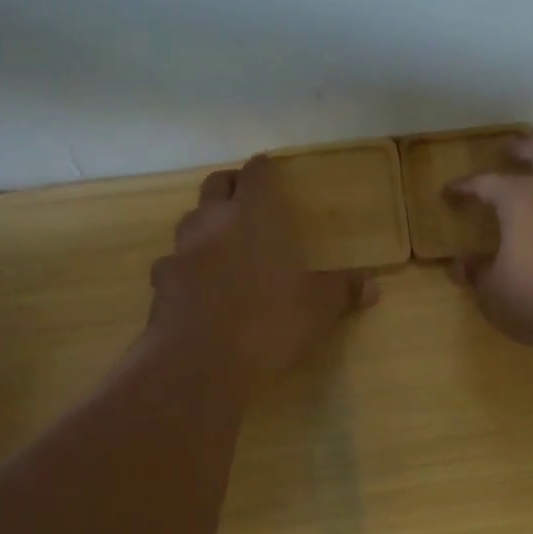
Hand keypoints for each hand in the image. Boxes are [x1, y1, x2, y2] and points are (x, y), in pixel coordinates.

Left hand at [149, 155, 373, 383]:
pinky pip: (174, 264)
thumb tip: (373, 286)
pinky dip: (187, 268)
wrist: (200, 364)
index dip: (263, 169)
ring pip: (190, 222)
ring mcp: (180, 253)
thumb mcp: (318, 309)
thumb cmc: (268, 323)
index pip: (256, 174)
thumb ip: (342, 291)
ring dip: (206, 225)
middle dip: (231, 186)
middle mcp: (212, 223)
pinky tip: (199, 287)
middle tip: (247, 199)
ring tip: (224, 243)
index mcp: (253, 216)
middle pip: (215, 185)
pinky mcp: (159, 285)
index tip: (270, 170)